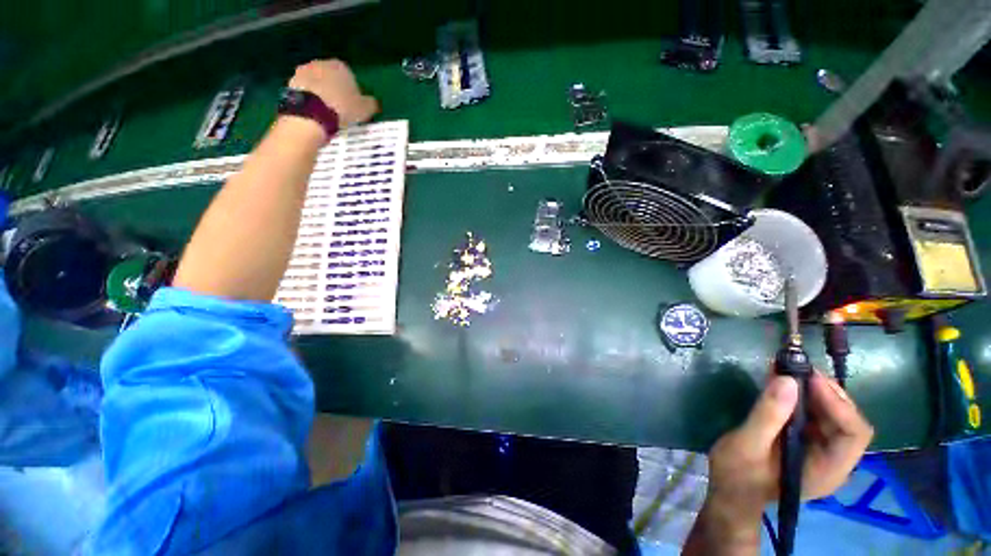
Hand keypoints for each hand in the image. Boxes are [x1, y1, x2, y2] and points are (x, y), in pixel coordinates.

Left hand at [289, 59, 378, 127]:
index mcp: (340, 66)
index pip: (349, 76)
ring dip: (321, 94)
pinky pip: (305, 92)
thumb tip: (374, 103)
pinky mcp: (291, 83)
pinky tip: (315, 113)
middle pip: (331, 77)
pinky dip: (310, 100)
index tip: (354, 105)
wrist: (311, 113)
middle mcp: (320, 63)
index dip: (352, 91)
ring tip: (327, 113)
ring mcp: (303, 72)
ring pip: (317, 84)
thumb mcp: (364, 110)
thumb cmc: (342, 108)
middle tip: (340, 109)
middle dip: (335, 90)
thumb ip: (370, 104)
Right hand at [707, 372, 873, 521]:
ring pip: (832, 415)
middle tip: (797, 368)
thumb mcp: (747, 444)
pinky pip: (814, 416)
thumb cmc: (738, 475)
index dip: (838, 403)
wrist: (730, 493)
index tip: (808, 378)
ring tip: (788, 368)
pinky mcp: (807, 443)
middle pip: (847, 421)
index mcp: (827, 470)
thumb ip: (768, 415)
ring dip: (813, 390)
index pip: (853, 433)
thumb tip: (787, 380)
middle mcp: (834, 460)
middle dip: (826, 392)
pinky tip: (783, 381)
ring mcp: (821, 452)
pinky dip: (801, 396)